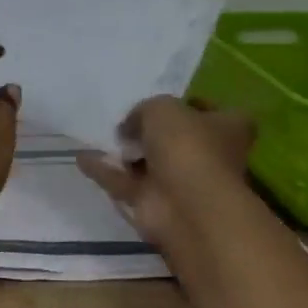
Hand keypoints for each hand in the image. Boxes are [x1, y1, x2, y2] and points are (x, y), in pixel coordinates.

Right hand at [76, 97, 255, 263]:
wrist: (186, 206)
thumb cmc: (187, 146)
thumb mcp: (162, 108)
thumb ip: (144, 110)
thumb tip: (130, 127)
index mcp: (226, 130)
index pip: (215, 113)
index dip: (193, 105)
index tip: (166, 100)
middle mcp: (208, 157)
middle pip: (179, 140)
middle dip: (152, 132)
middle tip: (125, 120)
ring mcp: (181, 184)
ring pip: (149, 165)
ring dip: (125, 154)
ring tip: (98, 136)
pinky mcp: (155, 205)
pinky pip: (125, 183)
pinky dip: (105, 172)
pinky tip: (81, 158)